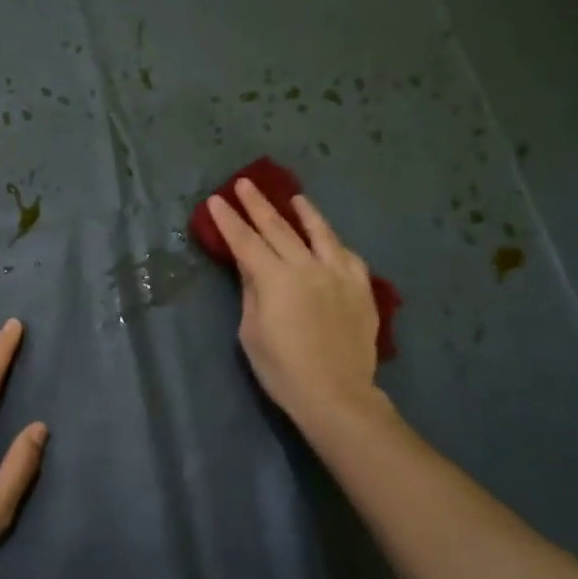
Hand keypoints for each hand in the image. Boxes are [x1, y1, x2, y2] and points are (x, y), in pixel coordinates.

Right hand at [207, 180, 381, 428]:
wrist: (335, 394)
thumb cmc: (282, 369)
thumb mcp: (252, 331)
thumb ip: (252, 292)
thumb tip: (252, 268)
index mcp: (275, 279)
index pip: (245, 242)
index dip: (228, 221)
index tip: (216, 200)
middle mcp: (307, 267)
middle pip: (279, 228)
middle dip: (258, 205)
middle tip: (245, 184)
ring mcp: (338, 274)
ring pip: (320, 233)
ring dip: (304, 212)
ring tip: (295, 198)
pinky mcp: (361, 287)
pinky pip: (347, 255)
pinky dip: (334, 242)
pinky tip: (329, 239)